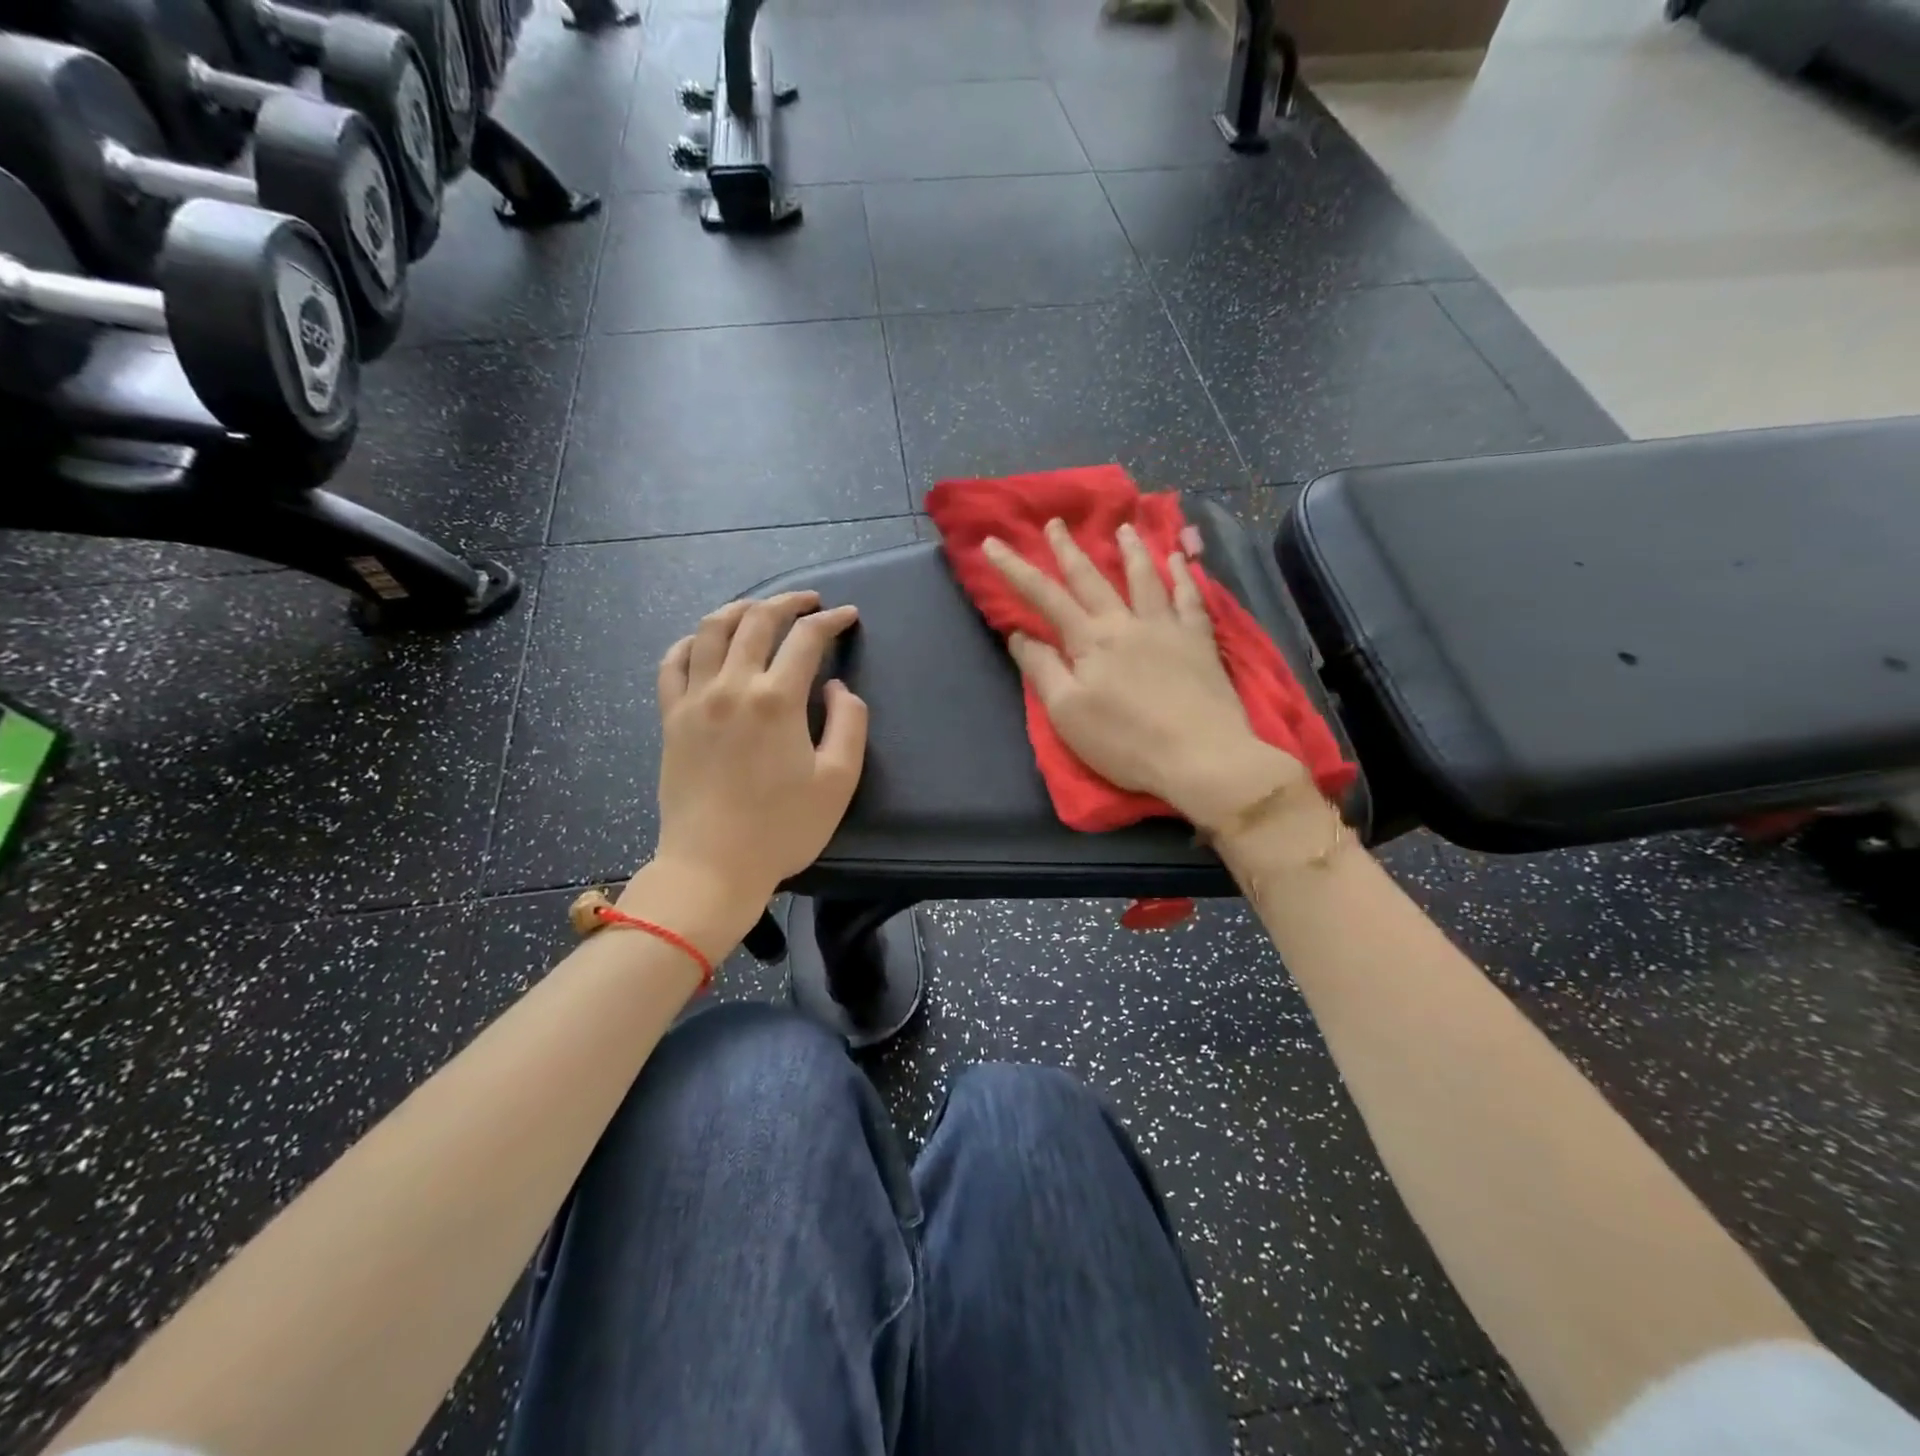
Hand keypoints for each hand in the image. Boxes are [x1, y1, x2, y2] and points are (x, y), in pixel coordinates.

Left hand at [641, 592, 866, 919]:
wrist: (712, 867)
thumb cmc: (782, 829)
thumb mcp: (838, 781)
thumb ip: (849, 725)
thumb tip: (837, 688)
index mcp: (777, 701)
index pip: (806, 639)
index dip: (831, 621)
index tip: (848, 616)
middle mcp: (732, 687)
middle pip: (757, 621)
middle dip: (788, 602)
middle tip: (809, 602)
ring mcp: (694, 700)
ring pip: (711, 631)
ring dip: (739, 609)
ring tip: (759, 609)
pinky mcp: (671, 718)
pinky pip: (673, 663)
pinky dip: (691, 642)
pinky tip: (705, 643)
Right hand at [983, 519, 1304, 831]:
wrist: (1201, 756)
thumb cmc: (1126, 742)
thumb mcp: (1068, 714)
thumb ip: (1042, 670)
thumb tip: (1020, 634)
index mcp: (1090, 641)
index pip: (1045, 597)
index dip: (1015, 569)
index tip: (993, 543)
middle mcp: (1126, 623)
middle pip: (1092, 578)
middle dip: (1068, 549)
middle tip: (1055, 522)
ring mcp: (1167, 627)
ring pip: (1145, 577)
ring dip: (1131, 550)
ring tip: (1124, 527)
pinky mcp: (1200, 641)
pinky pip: (1190, 598)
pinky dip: (1184, 575)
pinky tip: (1181, 558)